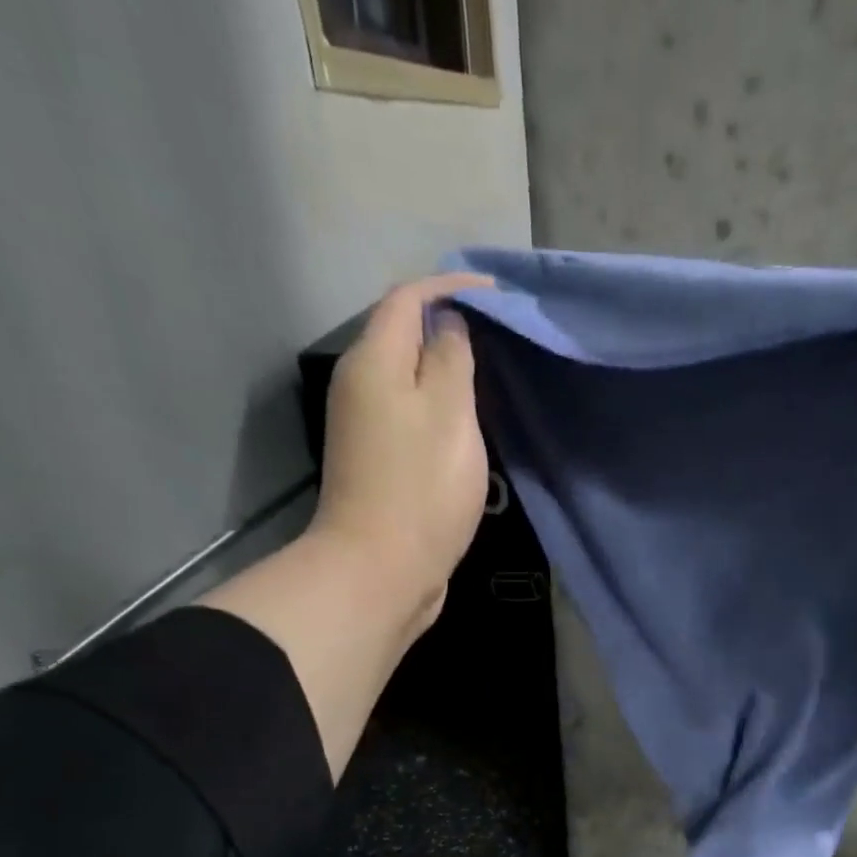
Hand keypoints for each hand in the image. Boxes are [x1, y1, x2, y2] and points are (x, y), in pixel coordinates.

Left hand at [309, 271, 493, 630]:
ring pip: (406, 378)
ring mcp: (364, 428)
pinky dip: (437, 407)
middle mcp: (359, 386)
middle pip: (401, 336)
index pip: (408, 298)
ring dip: (443, 370)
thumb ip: (450, 358)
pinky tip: (465, 425)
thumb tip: (447, 326)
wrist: (380, 570)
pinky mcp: (376, 463)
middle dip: (447, 326)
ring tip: (488, 377)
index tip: (496, 295)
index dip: (450, 286)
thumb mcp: (449, 413)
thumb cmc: (421, 488)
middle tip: (497, 337)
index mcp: (374, 362)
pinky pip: (409, 415)